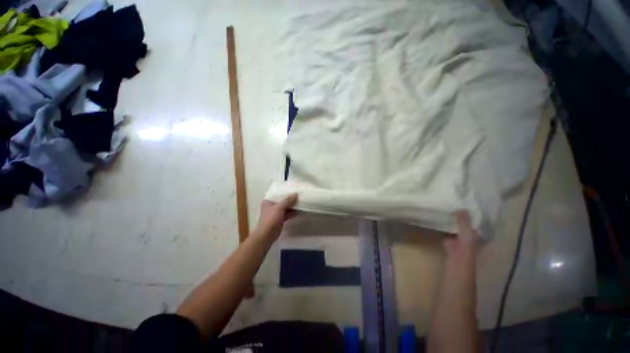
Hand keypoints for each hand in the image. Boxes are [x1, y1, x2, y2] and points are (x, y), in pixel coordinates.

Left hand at [253, 194, 297, 242]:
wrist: (267, 235)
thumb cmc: (270, 219)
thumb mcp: (279, 208)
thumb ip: (287, 200)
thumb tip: (296, 193)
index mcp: (268, 201)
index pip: (278, 194)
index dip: (285, 191)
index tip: (294, 188)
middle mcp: (271, 206)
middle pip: (282, 200)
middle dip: (290, 198)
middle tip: (299, 194)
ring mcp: (276, 213)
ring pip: (286, 207)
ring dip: (292, 205)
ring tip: (301, 200)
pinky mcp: (280, 219)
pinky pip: (287, 213)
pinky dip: (293, 212)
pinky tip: (300, 209)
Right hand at [444, 211, 481, 256]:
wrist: (457, 257)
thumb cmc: (466, 245)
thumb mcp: (466, 230)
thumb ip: (463, 220)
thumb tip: (462, 208)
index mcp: (475, 234)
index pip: (473, 223)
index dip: (469, 217)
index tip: (463, 207)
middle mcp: (468, 237)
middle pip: (464, 226)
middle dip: (459, 219)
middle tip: (452, 208)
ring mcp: (458, 240)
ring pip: (455, 229)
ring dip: (451, 223)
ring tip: (445, 213)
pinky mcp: (449, 242)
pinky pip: (447, 232)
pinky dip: (444, 228)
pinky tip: (439, 222)